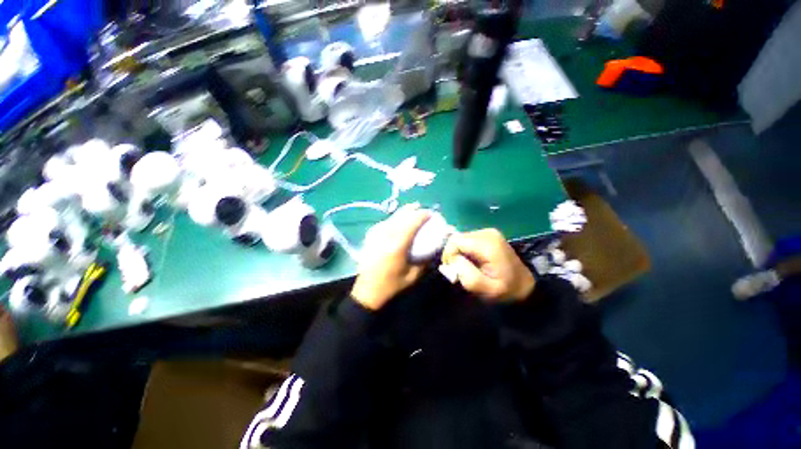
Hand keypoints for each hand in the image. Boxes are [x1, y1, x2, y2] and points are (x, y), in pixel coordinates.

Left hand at [351, 204, 430, 309]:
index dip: (421, 215)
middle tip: (421, 207)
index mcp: (397, 246)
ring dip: (402, 212)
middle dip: (412, 210)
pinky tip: (397, 220)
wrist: (367, 291)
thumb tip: (433, 249)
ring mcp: (376, 236)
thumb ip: (424, 261)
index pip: (411, 223)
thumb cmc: (391, 285)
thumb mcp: (412, 276)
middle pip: (400, 216)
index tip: (430, 213)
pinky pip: (384, 223)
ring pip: (391, 217)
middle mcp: (385, 237)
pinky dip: (393, 218)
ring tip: (411, 208)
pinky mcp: (370, 237)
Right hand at [442, 228, 534, 302]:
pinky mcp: (487, 234)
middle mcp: (487, 233)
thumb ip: (468, 276)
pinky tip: (472, 260)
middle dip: (453, 254)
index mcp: (488, 245)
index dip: (449, 255)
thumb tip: (454, 260)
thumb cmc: (506, 290)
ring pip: (460, 238)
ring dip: (458, 252)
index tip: (453, 270)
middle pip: (457, 238)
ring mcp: (488, 232)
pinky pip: (466, 239)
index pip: (455, 241)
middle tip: (459, 270)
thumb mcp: (487, 290)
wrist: (525, 285)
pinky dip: (464, 250)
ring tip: (467, 266)